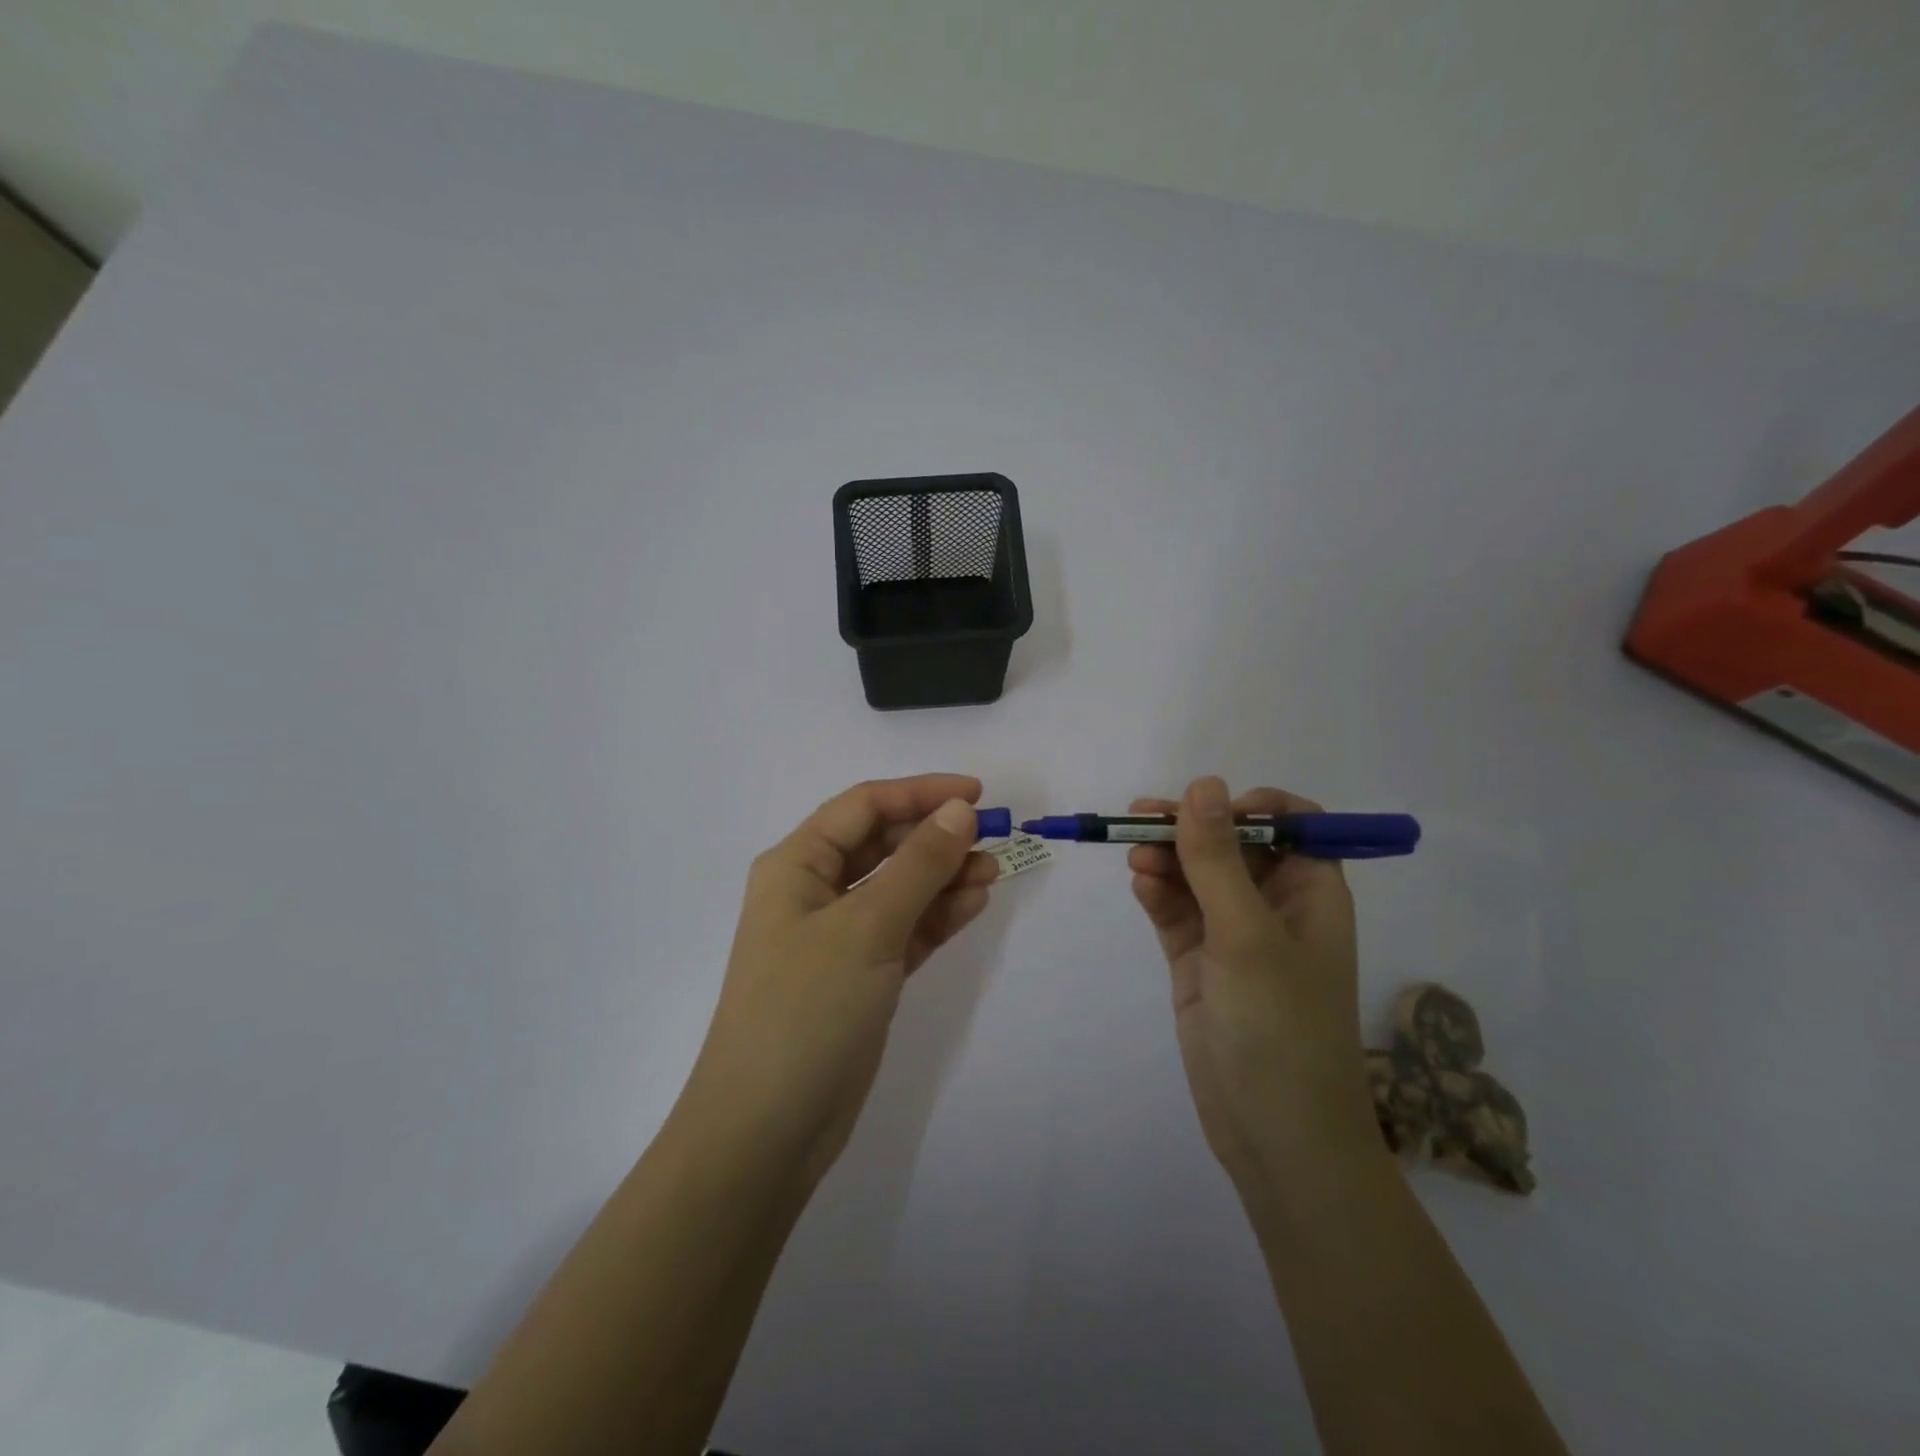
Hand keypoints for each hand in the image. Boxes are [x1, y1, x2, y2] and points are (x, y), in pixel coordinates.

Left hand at [679, 775, 999, 1186]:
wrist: (766, 1131)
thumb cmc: (806, 1009)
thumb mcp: (866, 926)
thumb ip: (917, 865)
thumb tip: (959, 810)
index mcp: (796, 864)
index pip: (864, 806)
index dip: (920, 792)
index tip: (976, 794)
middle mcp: (813, 891)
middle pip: (882, 844)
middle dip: (935, 836)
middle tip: (993, 837)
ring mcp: (837, 936)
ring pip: (898, 887)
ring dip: (943, 876)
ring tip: (992, 873)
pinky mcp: (860, 975)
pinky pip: (904, 928)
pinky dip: (936, 915)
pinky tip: (973, 904)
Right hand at [1129, 777, 1378, 1190]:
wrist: (1276, 1135)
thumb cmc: (1281, 1025)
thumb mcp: (1246, 933)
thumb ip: (1217, 858)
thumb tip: (1202, 784)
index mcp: (1311, 893)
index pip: (1291, 824)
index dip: (1250, 807)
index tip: (1207, 808)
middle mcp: (1274, 907)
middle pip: (1230, 846)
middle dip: (1189, 830)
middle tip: (1139, 820)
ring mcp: (1234, 936)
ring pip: (1196, 877)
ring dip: (1166, 860)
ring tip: (1134, 858)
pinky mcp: (1200, 963)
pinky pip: (1177, 912)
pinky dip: (1159, 895)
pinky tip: (1140, 886)